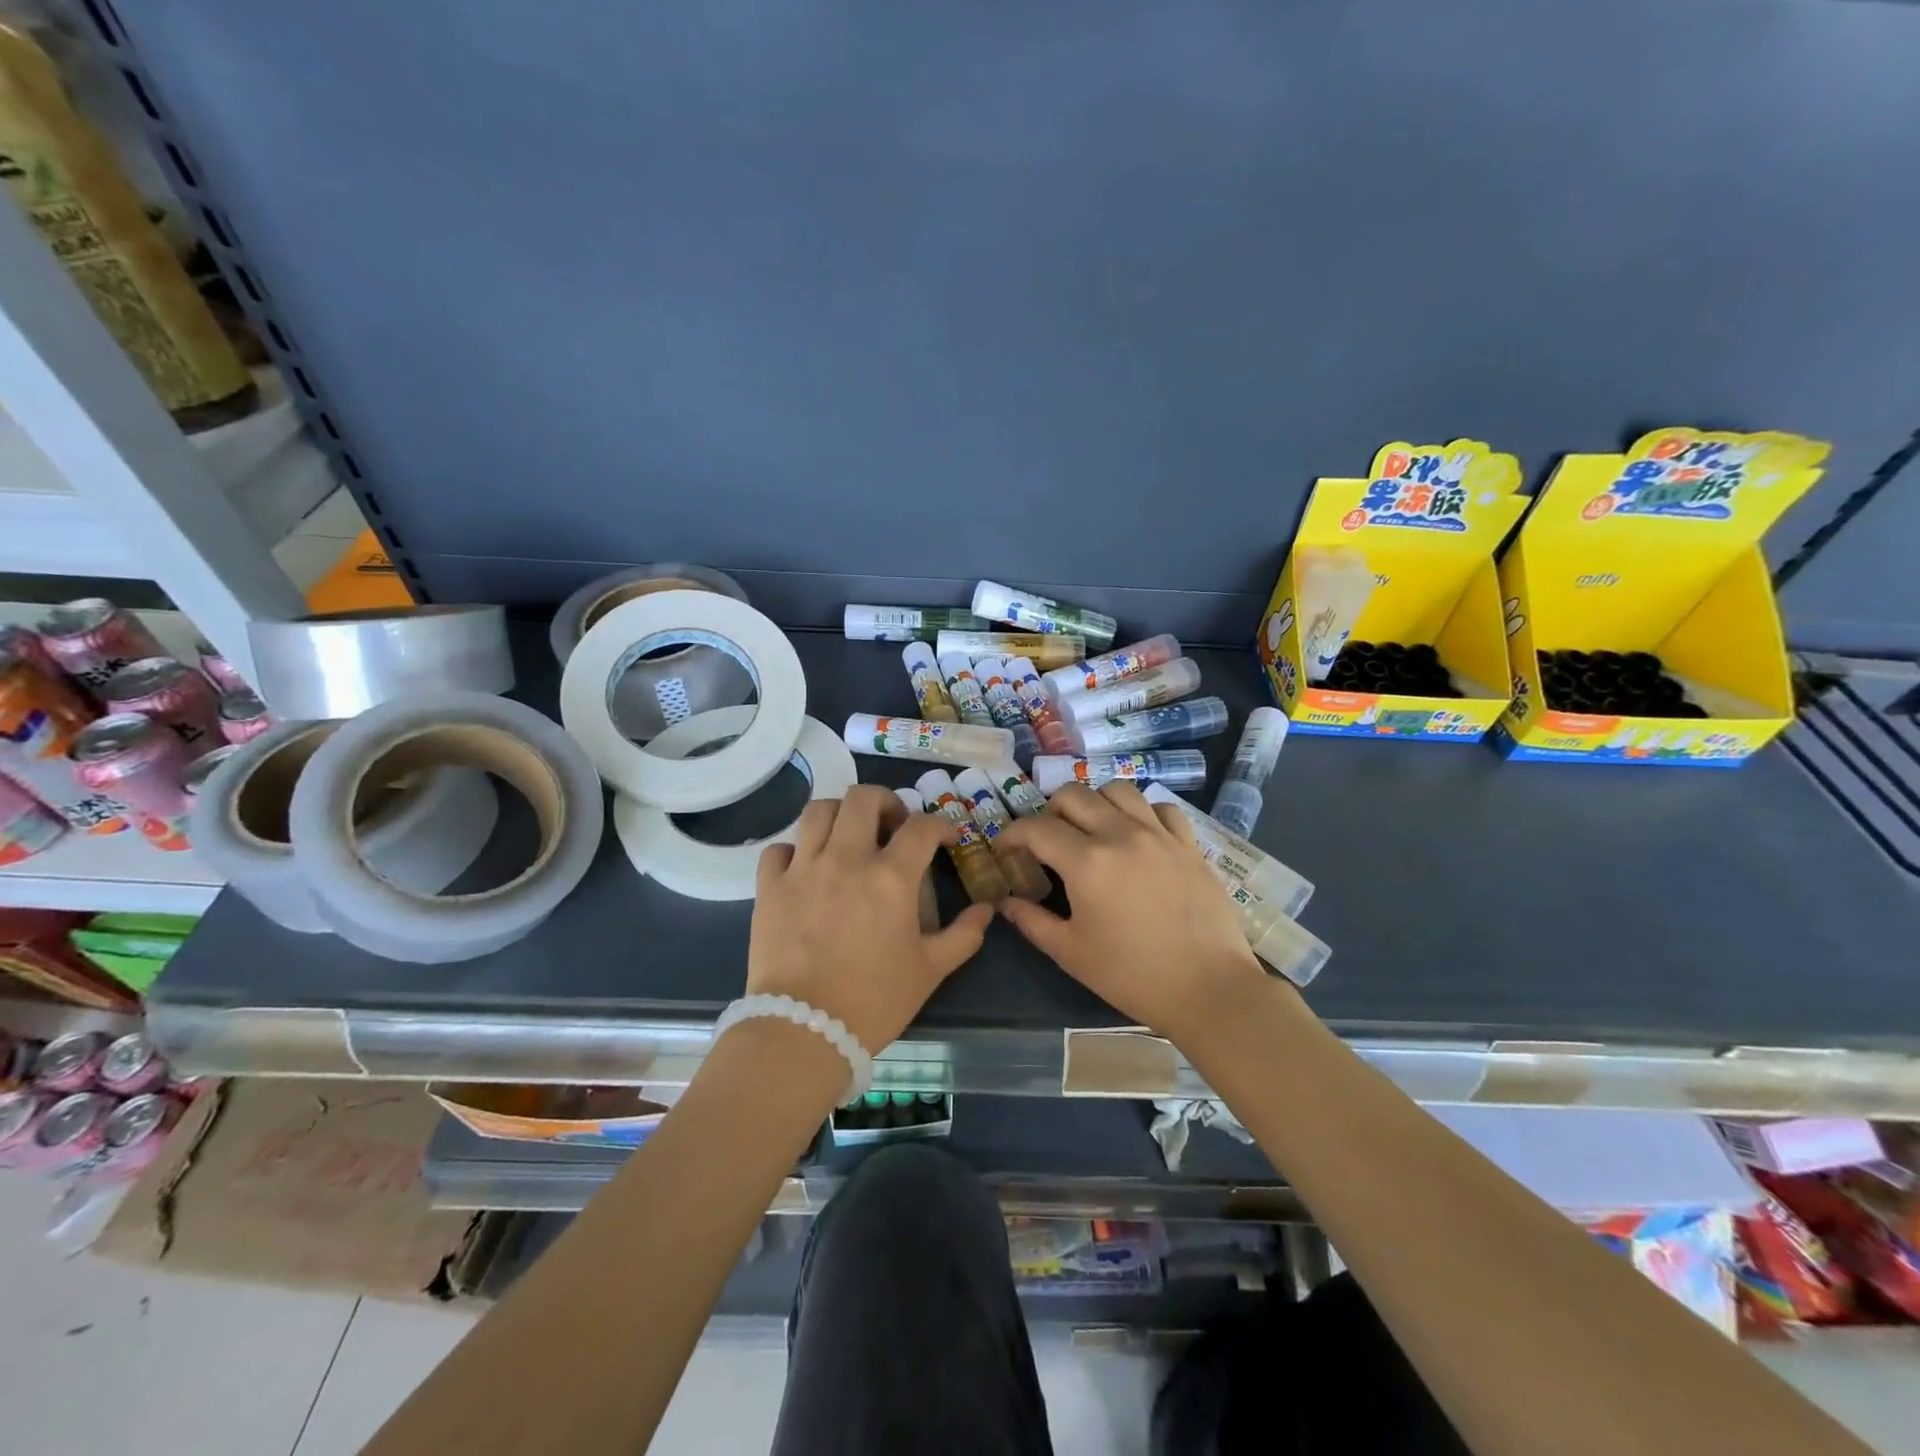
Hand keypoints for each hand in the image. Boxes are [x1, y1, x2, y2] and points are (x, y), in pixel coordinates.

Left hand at [749, 784, 992, 1052]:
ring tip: (849, 834)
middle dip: (885, 801)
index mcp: (890, 876)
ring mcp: (803, 869)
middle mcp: (846, 859)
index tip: (945, 839)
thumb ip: (963, 935)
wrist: (804, 1031)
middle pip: (863, 798)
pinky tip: (806, 867)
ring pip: (818, 811)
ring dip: (840, 814)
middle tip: (893, 824)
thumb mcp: (930, 970)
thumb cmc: (874, 1000)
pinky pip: (779, 849)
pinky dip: (795, 850)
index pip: (921, 826)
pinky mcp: (770, 888)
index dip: (940, 825)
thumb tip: (986, 910)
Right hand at [999, 783, 1268, 1046]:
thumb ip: (1032, 921)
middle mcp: (1120, 834)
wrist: (1209, 990)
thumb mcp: (1070, 953)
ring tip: (1091, 829)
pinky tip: (1137, 835)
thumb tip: (1006, 902)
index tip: (1005, 850)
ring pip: (1116, 790)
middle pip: (1073, 795)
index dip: (1012, 834)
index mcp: (1086, 861)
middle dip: (1049, 812)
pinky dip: (1141, 813)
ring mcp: (1158, 834)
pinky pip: (1160, 808)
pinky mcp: (1188, 844)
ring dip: (1094, 803)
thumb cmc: (1132, 976)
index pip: (1036, 828)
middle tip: (1046, 841)